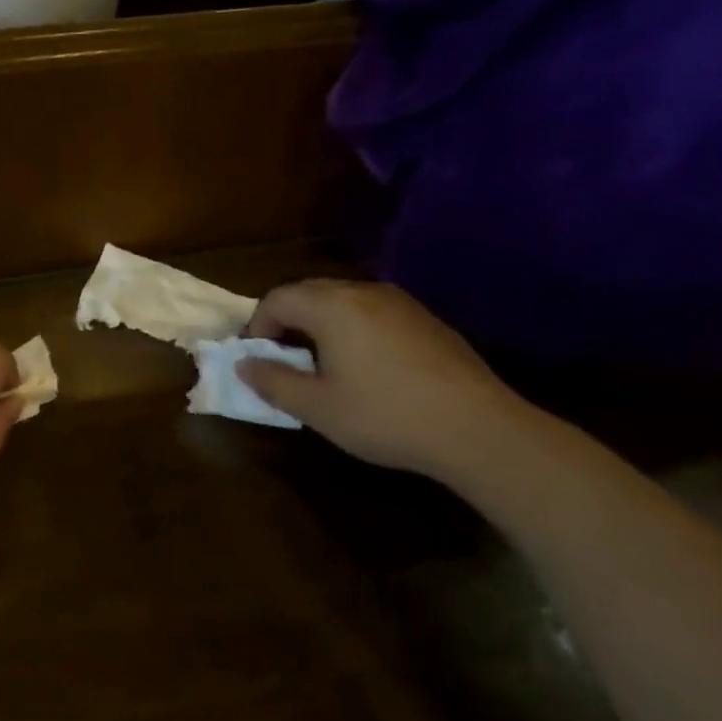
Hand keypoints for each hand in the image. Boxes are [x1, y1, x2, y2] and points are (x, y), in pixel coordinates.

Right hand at [239, 279, 523, 478]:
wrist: (478, 429)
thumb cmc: (385, 416)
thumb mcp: (317, 408)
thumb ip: (272, 381)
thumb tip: (244, 364)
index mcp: (332, 307)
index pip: (277, 298)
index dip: (257, 325)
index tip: (256, 358)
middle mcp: (364, 291)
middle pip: (309, 292)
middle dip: (286, 320)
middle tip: (283, 358)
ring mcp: (400, 302)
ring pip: (343, 299)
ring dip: (320, 323)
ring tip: (321, 363)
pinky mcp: (425, 319)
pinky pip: (373, 311)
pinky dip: (353, 328)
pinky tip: (366, 366)